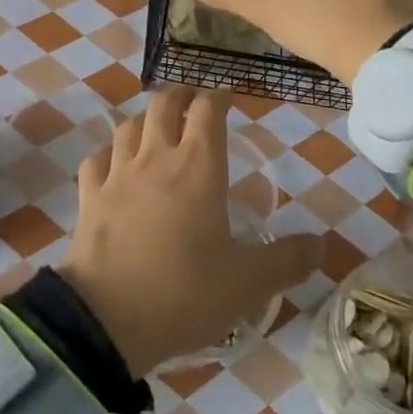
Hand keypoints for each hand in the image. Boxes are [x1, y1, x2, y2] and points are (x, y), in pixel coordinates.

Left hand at [59, 87, 321, 377]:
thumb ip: (286, 261)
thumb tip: (322, 244)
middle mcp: (156, 158)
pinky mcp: (90, 196)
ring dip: (145, 119)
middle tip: (192, 101)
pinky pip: (97, 159)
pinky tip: (113, 162)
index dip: (219, 97)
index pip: (208, 111)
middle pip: (164, 105)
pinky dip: (109, 153)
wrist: (107, 317)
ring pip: (128, 126)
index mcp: (198, 167)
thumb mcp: (247, 283)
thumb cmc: (184, 293)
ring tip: (155, 126)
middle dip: (180, 96)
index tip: (228, 96)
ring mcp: (118, 174)